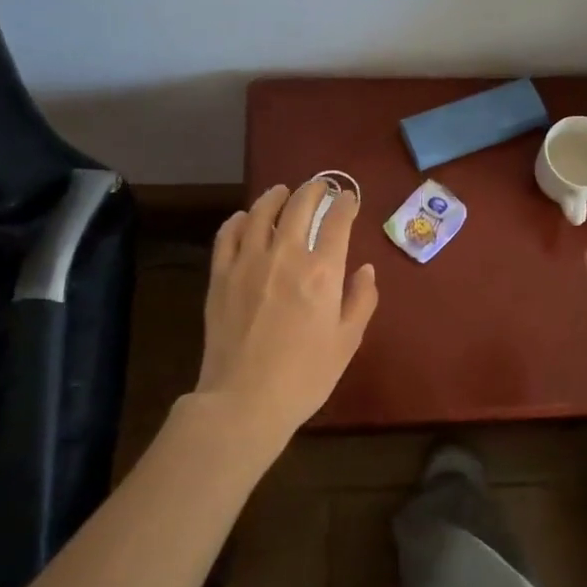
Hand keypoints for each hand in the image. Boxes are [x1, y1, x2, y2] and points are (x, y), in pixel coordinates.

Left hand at [191, 181, 378, 447]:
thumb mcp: (347, 341)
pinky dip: (240, 220)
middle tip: (321, 186)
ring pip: (262, 212)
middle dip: (314, 190)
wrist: (244, 401)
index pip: (337, 221)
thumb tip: (365, 269)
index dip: (346, 204)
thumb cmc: (305, 376)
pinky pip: (229, 235)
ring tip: (283, 191)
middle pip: (299, 206)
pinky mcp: (220, 276)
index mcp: (322, 271)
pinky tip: (246, 218)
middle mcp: (285, 255)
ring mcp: (248, 262)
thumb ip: (361, 300)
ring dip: (276, 196)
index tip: (350, 198)